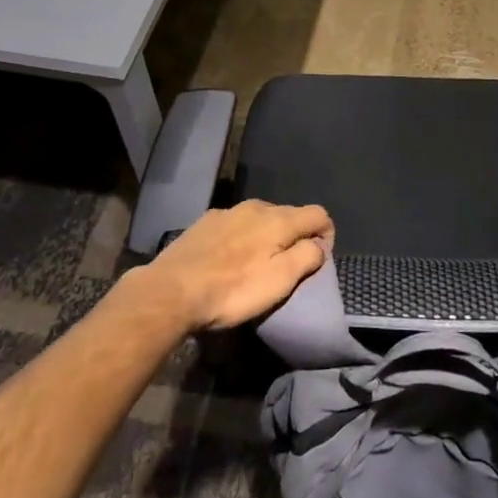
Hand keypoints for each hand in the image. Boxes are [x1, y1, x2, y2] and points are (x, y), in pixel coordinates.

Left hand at [137, 200, 332, 331]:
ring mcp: (228, 212)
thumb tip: (319, 245)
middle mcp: (256, 207)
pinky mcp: (204, 222)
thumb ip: (306, 258)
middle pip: (289, 215)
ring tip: (256, 264)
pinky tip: (227, 260)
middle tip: (288, 267)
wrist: (171, 291)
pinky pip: (235, 224)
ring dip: (267, 236)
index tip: (318, 261)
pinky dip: (241, 237)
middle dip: (295, 236)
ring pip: (260, 218)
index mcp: (279, 220)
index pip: (318, 214)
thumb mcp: (279, 282)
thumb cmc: (232, 290)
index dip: (327, 235)